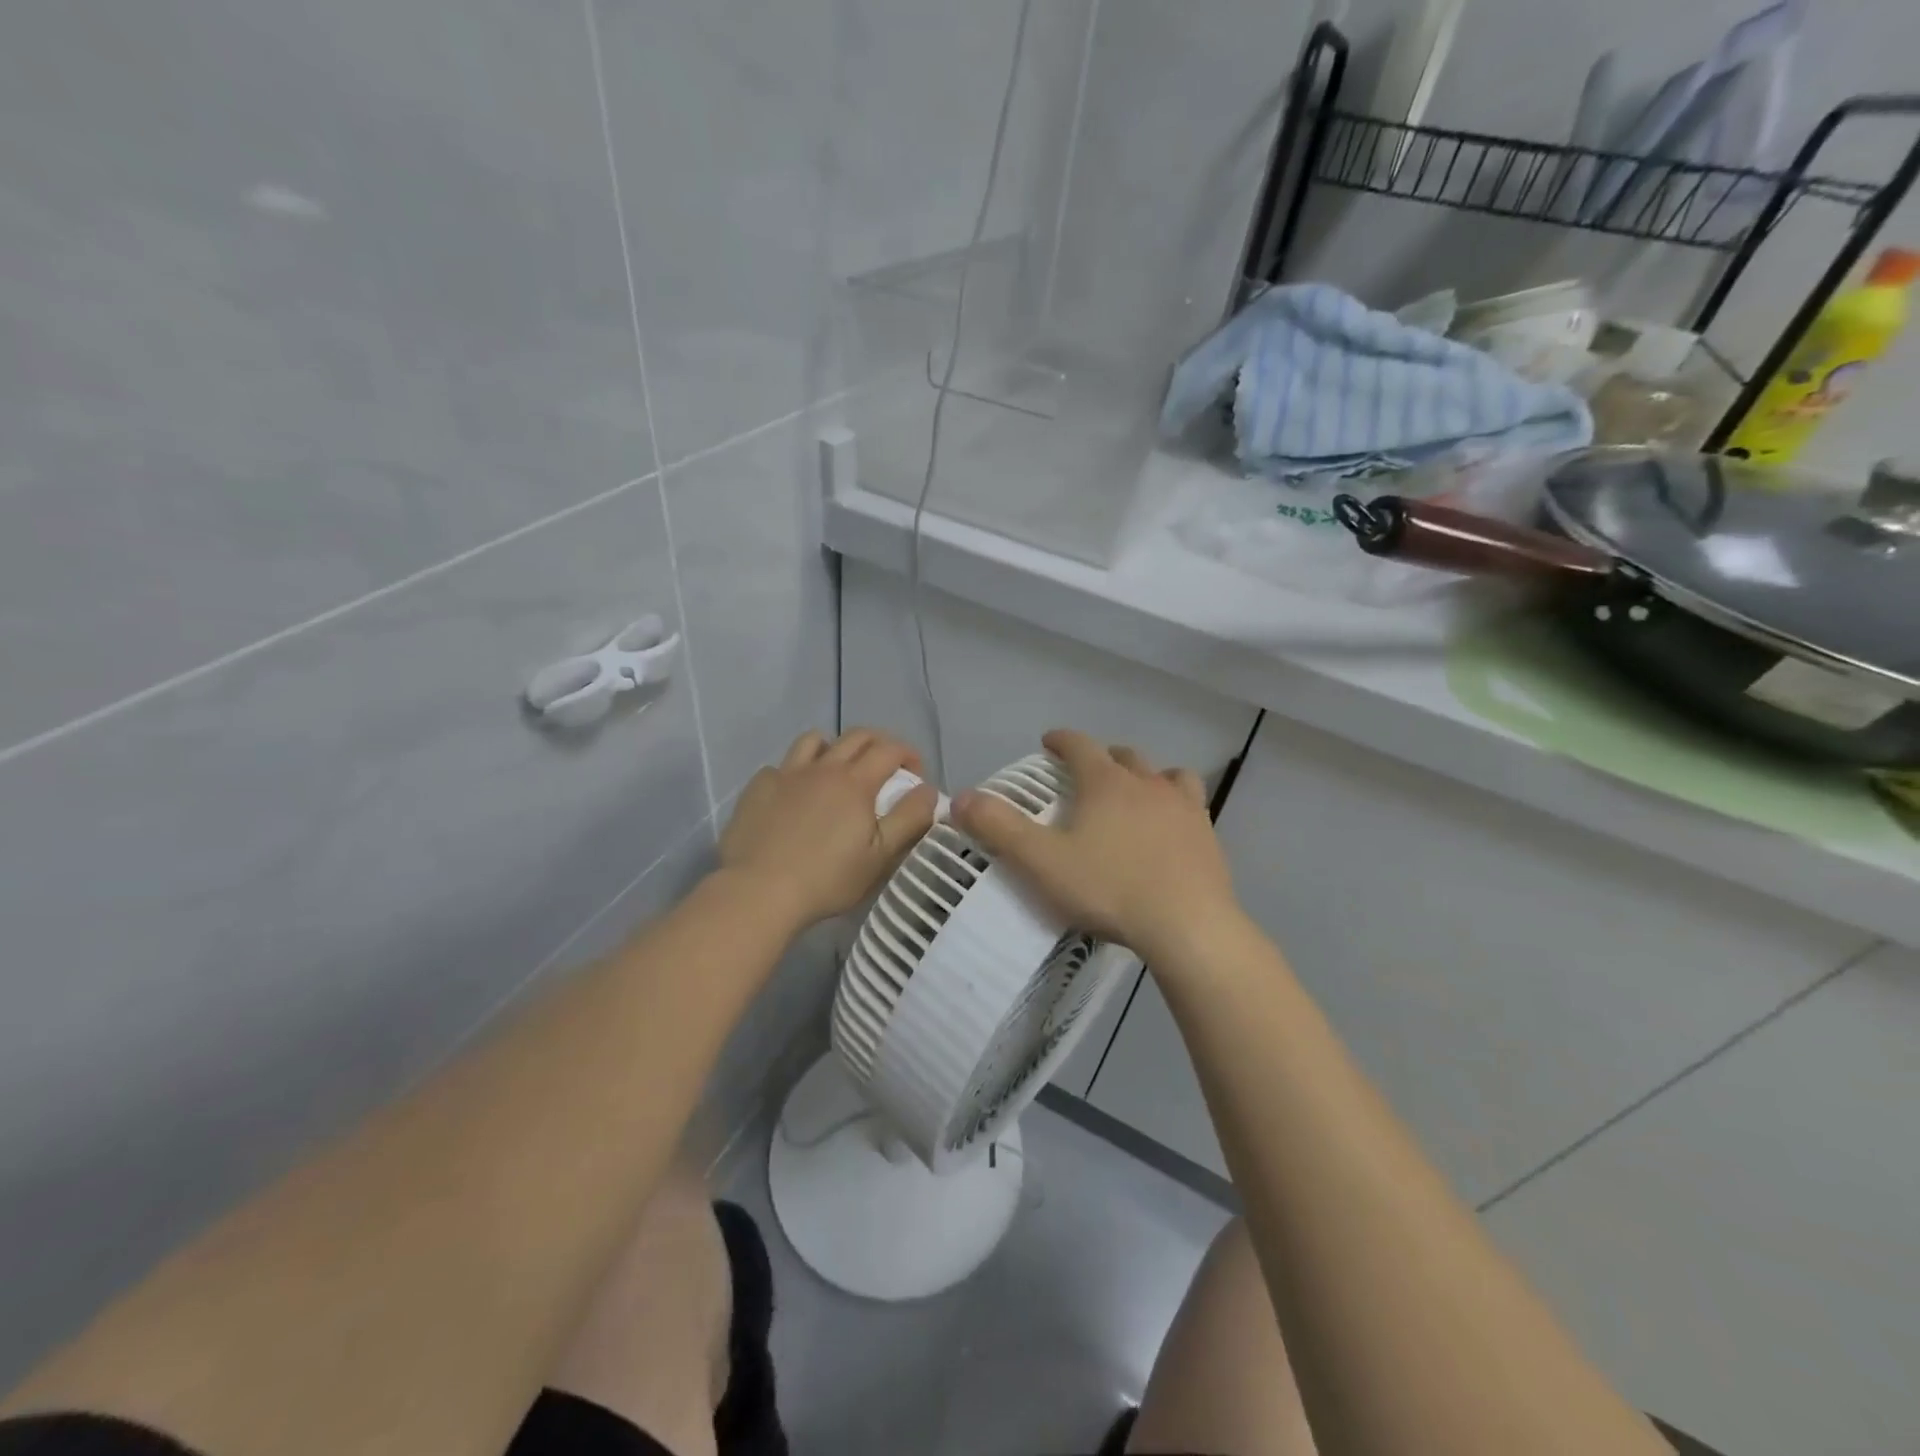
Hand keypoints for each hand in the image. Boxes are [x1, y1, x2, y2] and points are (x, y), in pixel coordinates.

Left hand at [718, 728, 938, 929]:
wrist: (759, 891)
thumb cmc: (828, 878)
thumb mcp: (881, 856)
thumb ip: (910, 819)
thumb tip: (928, 790)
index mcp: (855, 782)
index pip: (890, 749)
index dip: (909, 755)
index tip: (916, 776)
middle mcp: (822, 767)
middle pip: (855, 736)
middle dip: (878, 744)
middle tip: (886, 768)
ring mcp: (786, 774)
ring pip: (813, 740)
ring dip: (833, 748)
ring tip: (837, 771)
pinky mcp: (757, 788)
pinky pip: (780, 766)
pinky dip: (794, 773)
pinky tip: (794, 796)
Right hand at [951, 729, 1240, 962]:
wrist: (1187, 925)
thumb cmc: (1108, 888)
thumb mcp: (1041, 862)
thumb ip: (999, 828)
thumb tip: (961, 798)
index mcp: (1106, 783)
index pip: (1079, 746)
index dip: (1061, 740)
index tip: (1049, 742)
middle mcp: (1147, 784)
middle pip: (1123, 756)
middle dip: (1102, 758)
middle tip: (1086, 773)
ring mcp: (1184, 808)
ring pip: (1166, 774)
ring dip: (1147, 776)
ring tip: (1136, 793)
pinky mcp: (1208, 836)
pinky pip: (1192, 805)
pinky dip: (1176, 806)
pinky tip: (1170, 829)